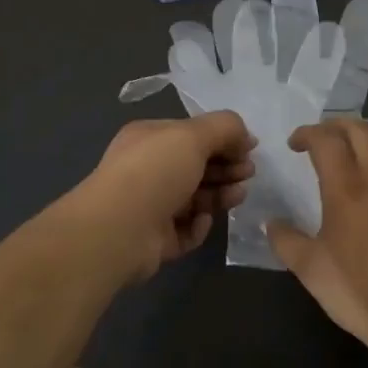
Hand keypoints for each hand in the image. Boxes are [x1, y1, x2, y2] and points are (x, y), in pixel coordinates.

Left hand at [67, 112, 256, 281]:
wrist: (117, 231)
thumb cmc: (155, 172)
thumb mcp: (192, 135)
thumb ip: (224, 128)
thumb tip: (246, 137)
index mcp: (150, 139)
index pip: (192, 134)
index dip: (223, 139)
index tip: (250, 149)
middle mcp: (148, 169)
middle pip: (196, 166)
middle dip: (226, 167)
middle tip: (248, 173)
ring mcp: (150, 206)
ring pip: (195, 198)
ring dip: (220, 194)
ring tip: (238, 195)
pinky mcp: (155, 239)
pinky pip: (185, 229)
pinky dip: (198, 225)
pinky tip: (203, 220)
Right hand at [266, 120, 367, 367]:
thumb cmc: (358, 292)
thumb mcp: (309, 269)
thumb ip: (285, 240)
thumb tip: (269, 222)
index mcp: (346, 189)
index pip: (326, 140)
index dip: (307, 133)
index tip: (295, 144)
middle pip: (360, 130)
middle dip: (336, 125)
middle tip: (322, 138)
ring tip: (355, 148)